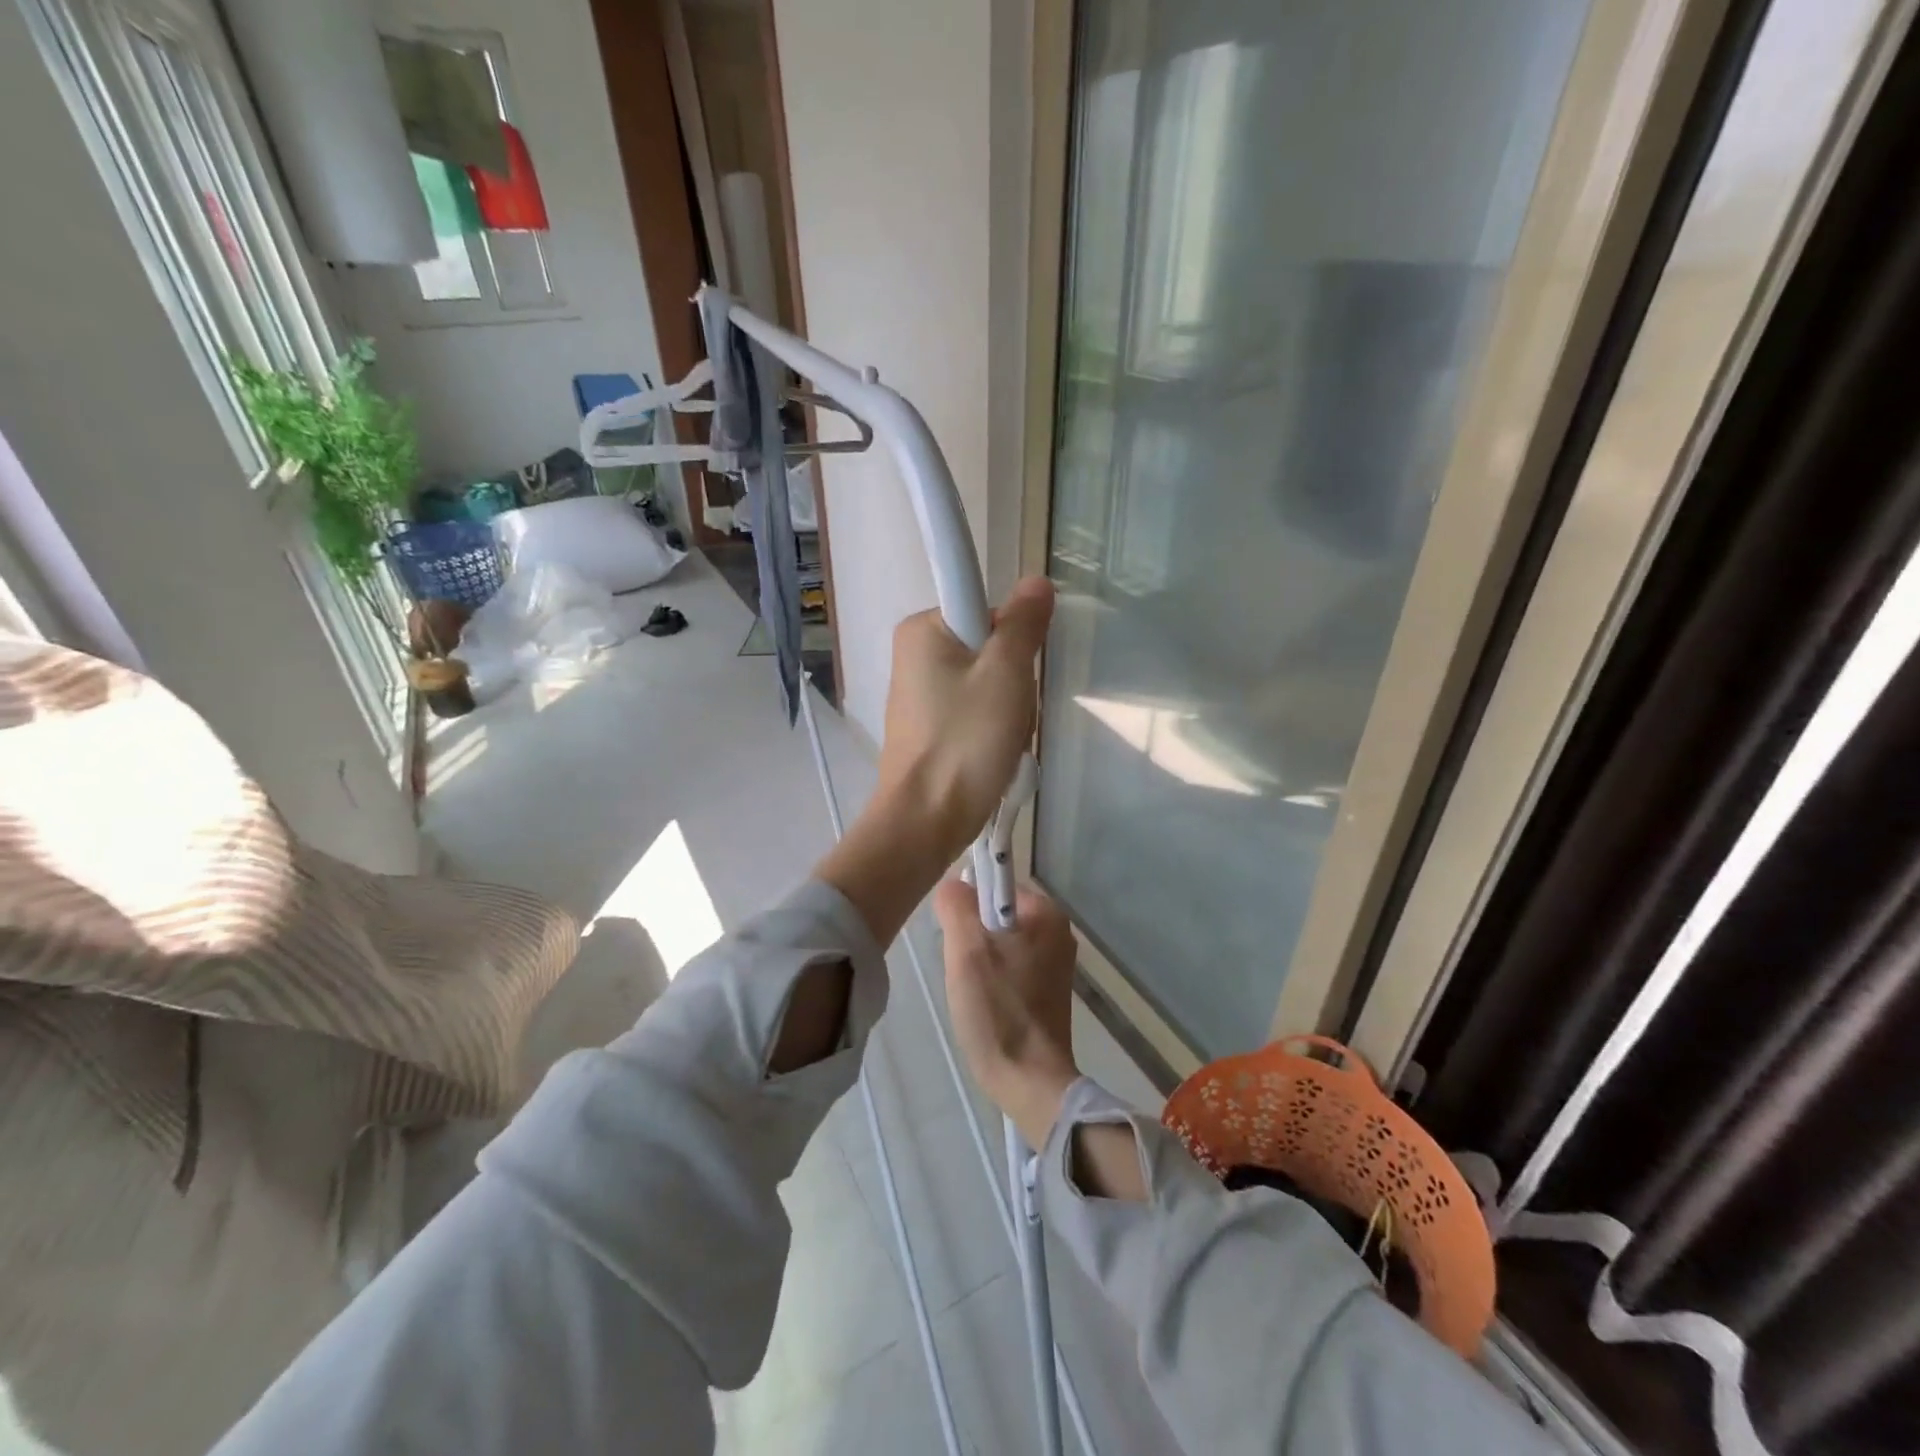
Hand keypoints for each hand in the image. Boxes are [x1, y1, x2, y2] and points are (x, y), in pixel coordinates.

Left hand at [815, 577, 1052, 950]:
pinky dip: (991, 731)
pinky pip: (973, 713)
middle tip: (1012, 714)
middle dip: (1013, 681)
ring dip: (1007, 710)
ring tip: (1003, 742)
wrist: (926, 820)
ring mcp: (918, 694)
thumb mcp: (1006, 673)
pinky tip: (993, 757)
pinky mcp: (927, 728)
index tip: (1017, 672)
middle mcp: (913, 654)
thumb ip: (1023, 623)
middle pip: (989, 647)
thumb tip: (1036, 582)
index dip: (1014, 636)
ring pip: (986, 684)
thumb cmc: (966, 740)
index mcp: (922, 629)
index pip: (987, 607)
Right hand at [935, 880, 1078, 1148]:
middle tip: (961, 968)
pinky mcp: (1049, 991)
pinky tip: (984, 1005)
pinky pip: (1011, 968)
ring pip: (1001, 943)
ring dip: (979, 960)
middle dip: (972, 936)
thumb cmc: (998, 1010)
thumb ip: (956, 906)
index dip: (969, 906)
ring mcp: (1057, 964)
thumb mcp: (966, 950)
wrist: (1030, 1081)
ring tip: (971, 991)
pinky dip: (993, 979)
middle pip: (998, 915)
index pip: (996, 886)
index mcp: (1047, 914)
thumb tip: (953, 883)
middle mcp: (1058, 932)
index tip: (956, 938)